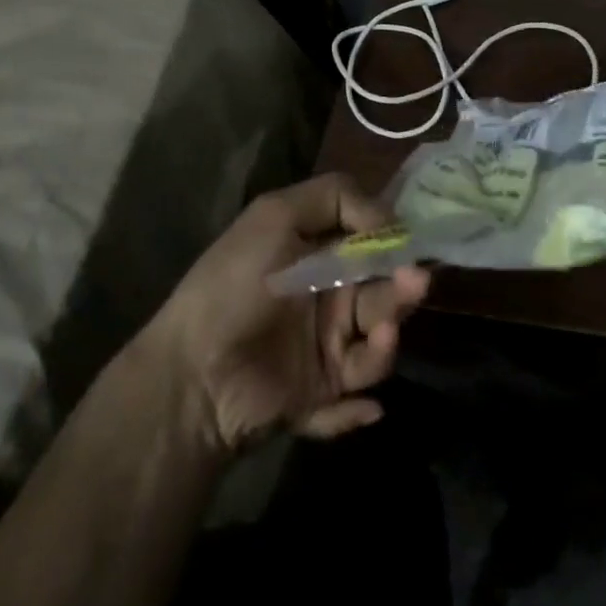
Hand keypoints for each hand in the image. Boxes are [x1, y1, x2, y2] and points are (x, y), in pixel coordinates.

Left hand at [148, 174, 429, 452]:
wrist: (192, 371)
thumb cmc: (235, 284)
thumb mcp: (275, 215)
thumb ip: (335, 197)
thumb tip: (389, 219)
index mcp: (320, 256)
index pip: (373, 246)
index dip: (394, 242)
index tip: (408, 240)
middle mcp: (330, 299)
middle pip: (384, 293)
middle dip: (402, 289)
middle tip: (413, 282)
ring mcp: (327, 350)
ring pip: (378, 344)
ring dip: (387, 341)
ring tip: (382, 334)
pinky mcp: (321, 397)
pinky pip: (354, 402)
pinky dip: (359, 408)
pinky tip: (365, 408)